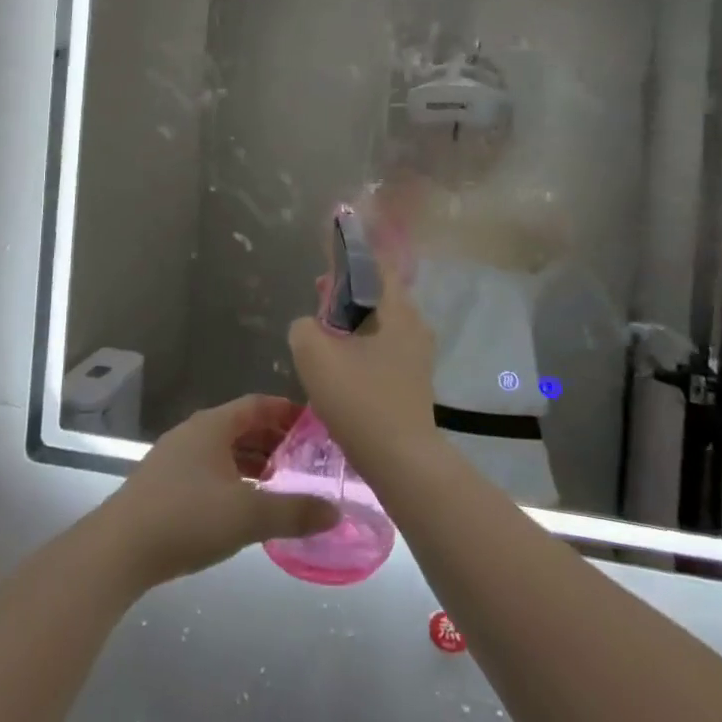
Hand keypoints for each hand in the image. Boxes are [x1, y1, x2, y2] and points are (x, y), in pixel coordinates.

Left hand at [99, 396, 339, 589]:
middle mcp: (194, 432)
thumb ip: (294, 511)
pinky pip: (209, 470)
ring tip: (283, 483)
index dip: (288, 412)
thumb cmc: (187, 517)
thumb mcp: (248, 514)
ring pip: (224, 450)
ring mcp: (175, 457)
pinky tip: (244, 505)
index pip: (259, 404)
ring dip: (254, 462)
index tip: (316, 426)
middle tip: (307, 459)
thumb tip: (336, 511)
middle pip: (242, 426)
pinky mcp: (163, 484)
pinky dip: (233, 479)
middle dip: (275, 440)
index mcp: (213, 425)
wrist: (117, 550)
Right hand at [288, 256, 437, 474]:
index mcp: (397, 308)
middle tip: (318, 303)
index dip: (348, 260)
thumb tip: (310, 326)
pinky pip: (385, 348)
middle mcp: (414, 324)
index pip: (376, 265)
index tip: (324, 267)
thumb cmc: (359, 399)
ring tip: (324, 337)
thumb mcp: (313, 354)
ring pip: (380, 324)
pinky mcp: (415, 380)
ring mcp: (418, 354)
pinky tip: (342, 368)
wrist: (402, 461)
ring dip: (353, 324)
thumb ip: (303, 327)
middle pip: (377, 295)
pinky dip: (363, 347)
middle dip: (346, 294)